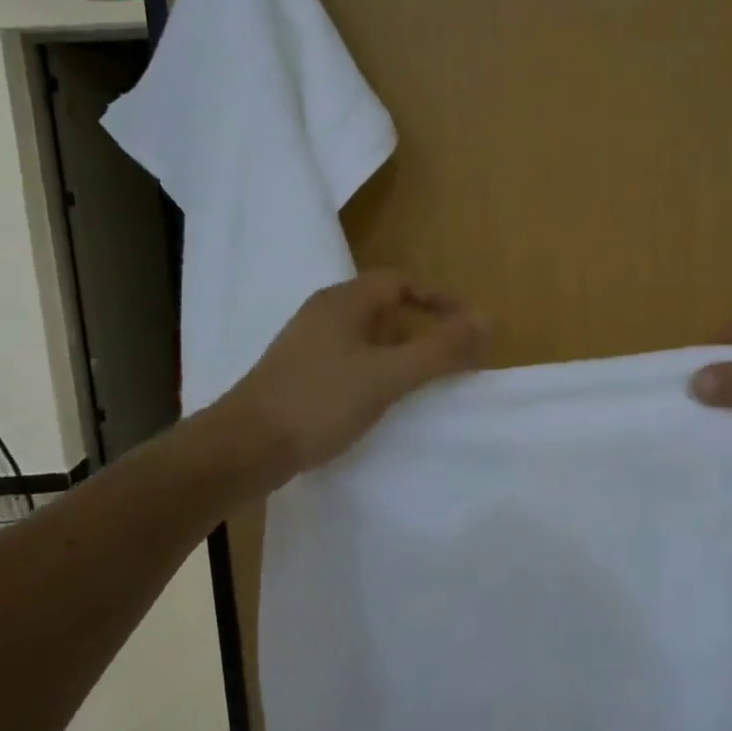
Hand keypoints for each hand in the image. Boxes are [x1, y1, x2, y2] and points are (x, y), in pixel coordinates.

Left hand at [231, 270, 489, 473]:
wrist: (243, 448)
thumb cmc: (320, 402)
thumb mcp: (389, 375)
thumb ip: (440, 349)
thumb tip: (488, 319)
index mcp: (344, 302)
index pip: (400, 282)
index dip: (438, 300)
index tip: (467, 326)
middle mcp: (324, 314)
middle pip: (383, 308)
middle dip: (422, 328)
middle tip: (451, 356)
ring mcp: (306, 344)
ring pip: (366, 336)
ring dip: (399, 351)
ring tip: (423, 381)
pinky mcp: (297, 373)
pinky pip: (349, 359)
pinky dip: (375, 370)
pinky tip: (380, 400)